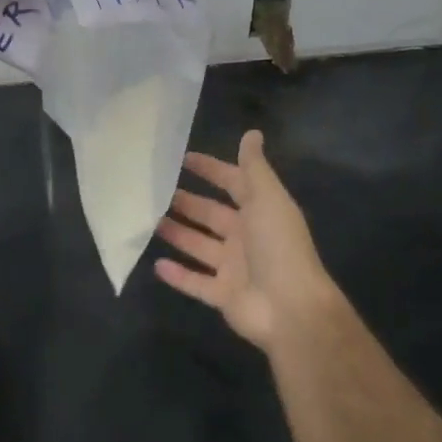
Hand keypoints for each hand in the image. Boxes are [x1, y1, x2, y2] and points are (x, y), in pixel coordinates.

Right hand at [155, 131, 342, 352]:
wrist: (292, 308)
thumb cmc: (278, 245)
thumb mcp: (268, 198)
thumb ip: (255, 167)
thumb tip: (252, 132)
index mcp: (259, 212)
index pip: (232, 184)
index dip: (211, 170)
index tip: (182, 158)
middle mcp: (246, 238)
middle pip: (211, 215)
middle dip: (187, 203)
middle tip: (156, 190)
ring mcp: (234, 269)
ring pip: (199, 246)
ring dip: (178, 234)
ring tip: (149, 221)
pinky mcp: (223, 296)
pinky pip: (196, 283)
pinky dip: (178, 275)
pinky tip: (156, 264)